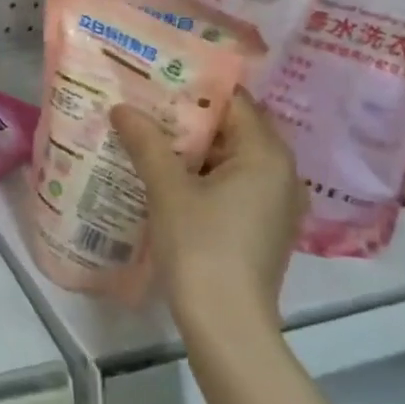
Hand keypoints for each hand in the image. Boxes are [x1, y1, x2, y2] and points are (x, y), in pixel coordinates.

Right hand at [110, 91, 305, 343]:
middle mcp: (282, 174)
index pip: (234, 102)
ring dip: (190, 151)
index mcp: (267, 155)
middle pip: (232, 130)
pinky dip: (201, 177)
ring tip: (145, 139)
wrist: (226, 324)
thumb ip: (146, 143)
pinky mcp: (262, 228)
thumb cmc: (201, 247)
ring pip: (230, 161)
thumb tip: (122, 108)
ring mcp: (275, 204)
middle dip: (186, 120)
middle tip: (142, 108)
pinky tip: (163, 179)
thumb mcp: (168, 190)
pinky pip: (232, 186)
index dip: (193, 89)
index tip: (155, 80)